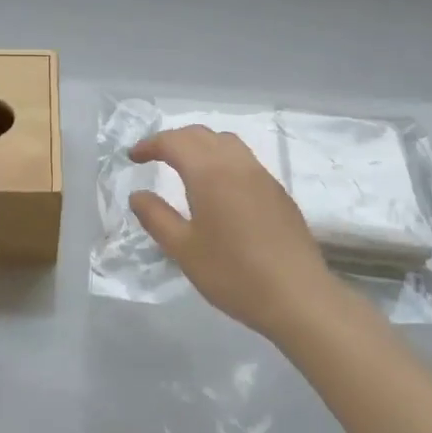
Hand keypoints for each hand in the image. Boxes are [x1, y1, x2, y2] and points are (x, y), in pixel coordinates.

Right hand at [128, 126, 342, 342]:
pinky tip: (218, 187)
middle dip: (174, 139)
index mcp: (210, 172)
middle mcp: (237, 164)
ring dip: (201, 145)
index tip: (133, 157)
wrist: (298, 297)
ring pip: (227, 142)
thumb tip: (138, 195)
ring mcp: (262, 176)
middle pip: (201, 134)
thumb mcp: (183, 249)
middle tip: (154, 157)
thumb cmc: (233, 273)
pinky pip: (244, 160)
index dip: (150, 145)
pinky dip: (222, 159)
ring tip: (185, 165)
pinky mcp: (278, 192)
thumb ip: (156, 217)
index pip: (174, 142)